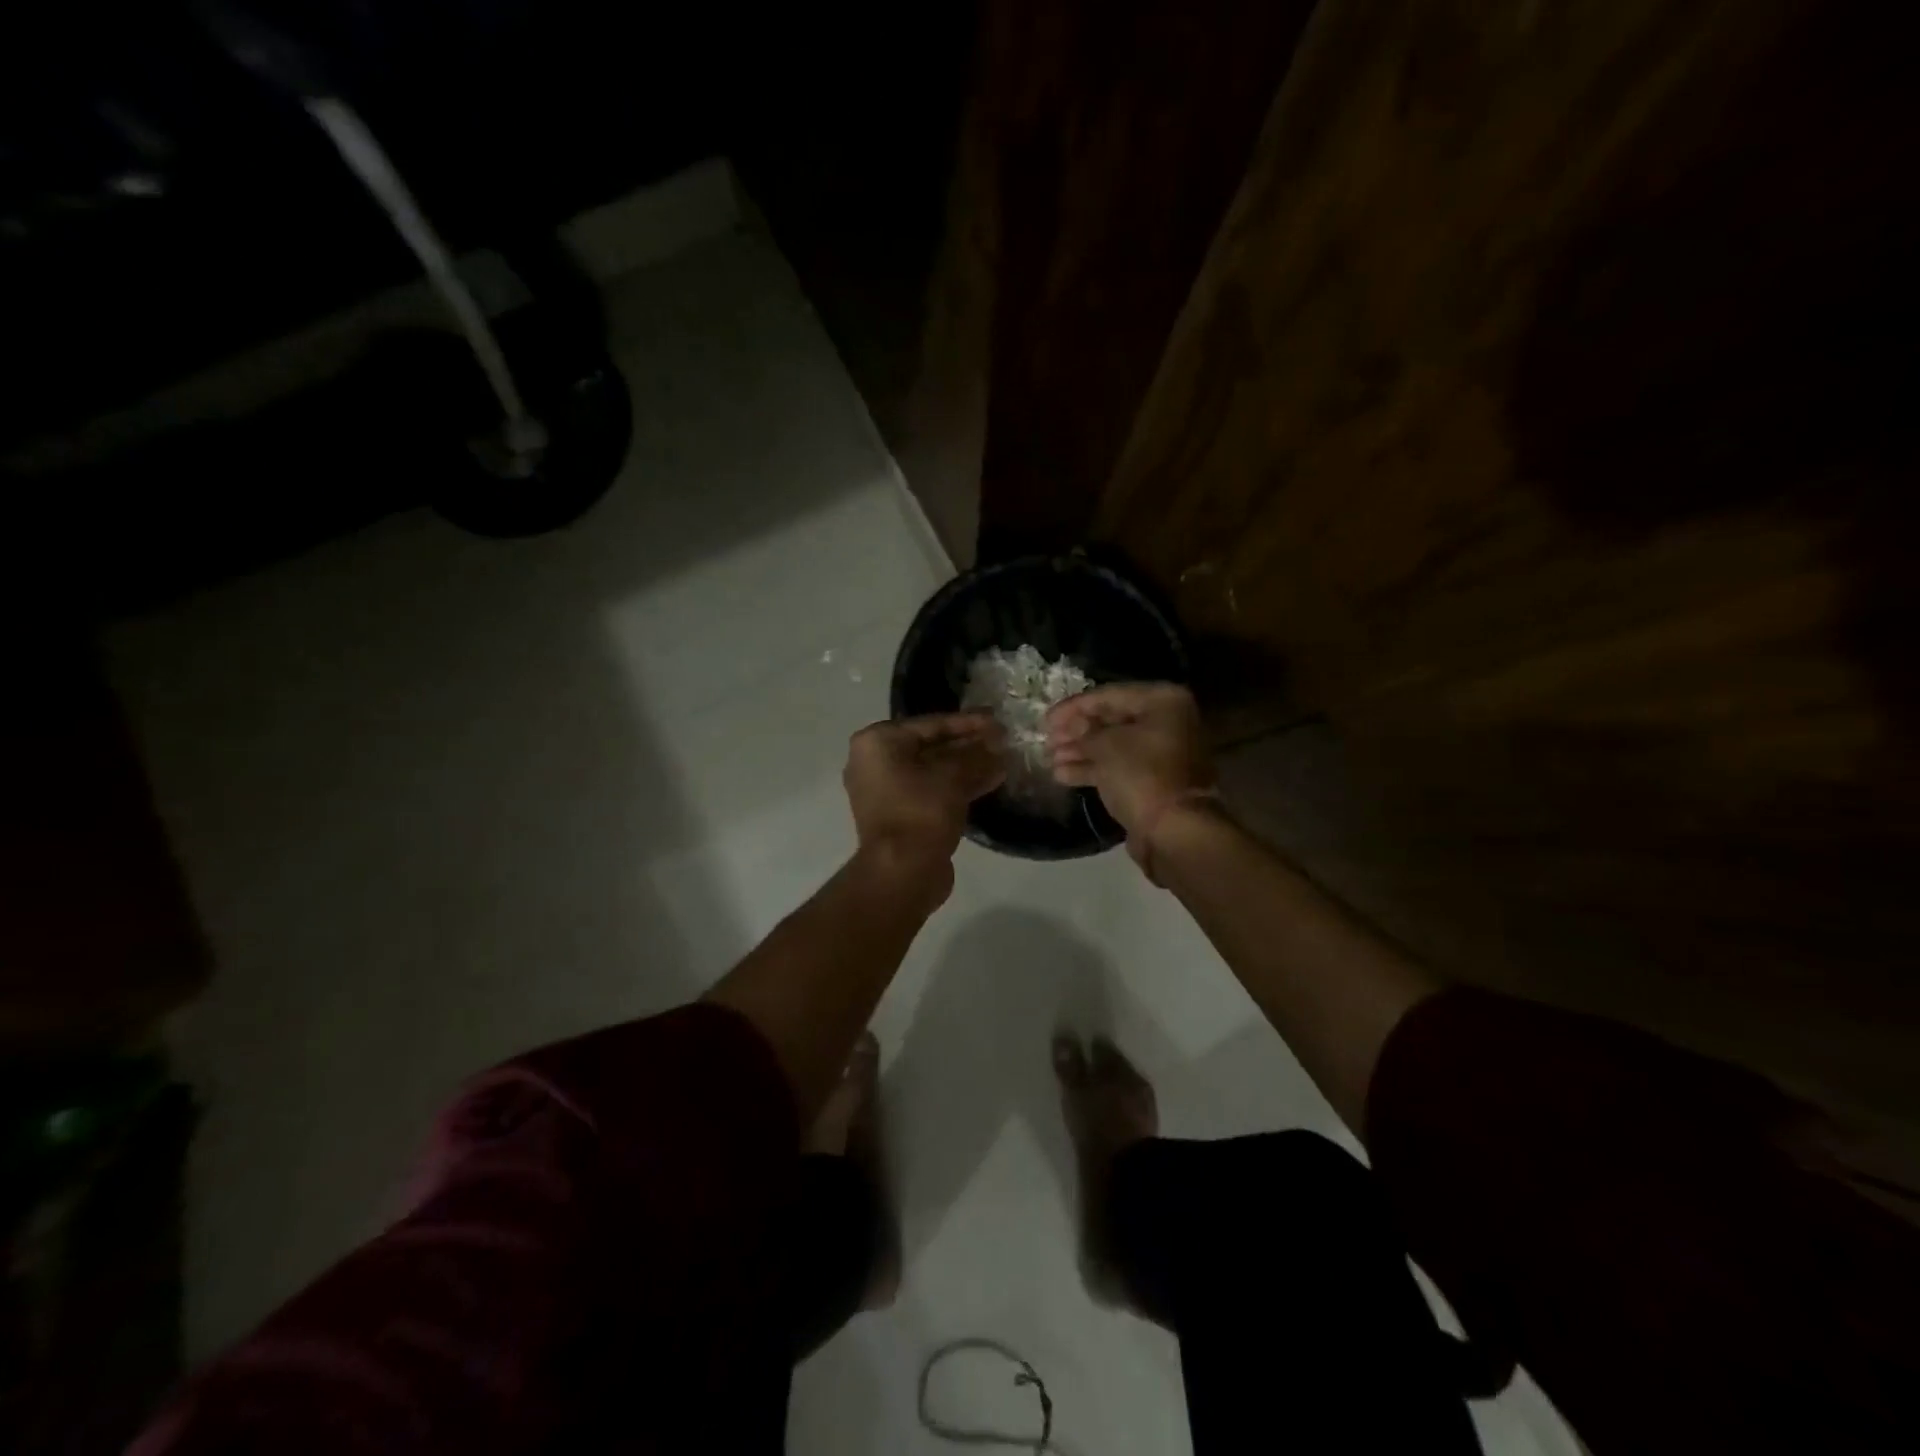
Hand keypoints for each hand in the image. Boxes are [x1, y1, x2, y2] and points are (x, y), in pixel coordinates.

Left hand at [844, 713, 1006, 884]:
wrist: (903, 871)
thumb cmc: (921, 811)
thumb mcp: (953, 776)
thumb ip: (977, 753)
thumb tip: (997, 741)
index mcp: (877, 743)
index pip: (930, 724)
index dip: (968, 722)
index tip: (997, 719)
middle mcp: (874, 762)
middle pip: (930, 746)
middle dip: (968, 745)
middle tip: (1003, 740)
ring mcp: (885, 791)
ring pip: (933, 770)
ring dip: (967, 766)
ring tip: (1003, 760)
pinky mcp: (899, 815)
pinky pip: (931, 791)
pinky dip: (957, 786)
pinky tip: (992, 780)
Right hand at [1045, 684, 1215, 865]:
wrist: (1175, 830)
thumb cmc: (1142, 775)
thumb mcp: (1107, 745)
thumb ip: (1085, 731)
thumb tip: (1074, 727)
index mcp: (1162, 702)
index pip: (1109, 695)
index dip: (1074, 707)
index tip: (1046, 720)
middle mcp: (1166, 722)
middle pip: (1111, 720)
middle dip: (1076, 731)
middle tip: (1047, 740)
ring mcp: (1161, 753)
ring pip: (1113, 745)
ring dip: (1080, 751)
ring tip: (1049, 759)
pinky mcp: (1153, 781)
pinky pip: (1118, 767)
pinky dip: (1092, 769)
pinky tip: (1061, 774)